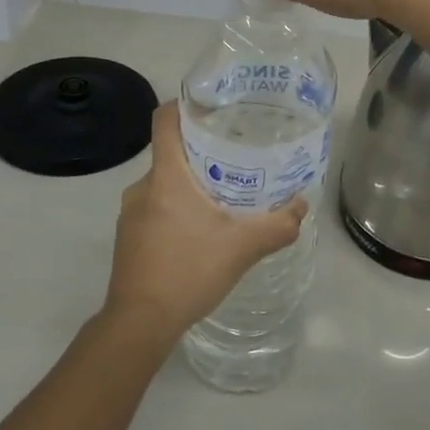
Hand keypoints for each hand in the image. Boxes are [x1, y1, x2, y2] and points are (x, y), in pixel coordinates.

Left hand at [104, 102, 308, 340]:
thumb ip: (277, 226)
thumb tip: (301, 207)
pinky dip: (177, 209)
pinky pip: (156, 208)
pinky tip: (202, 231)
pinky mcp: (128, 237)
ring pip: (164, 184)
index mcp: (165, 176)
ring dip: (191, 184)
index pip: (165, 120)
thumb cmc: (188, 271)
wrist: (139, 324)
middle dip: (202, 151)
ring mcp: (130, 214)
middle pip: (171, 152)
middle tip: (237, 157)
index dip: (186, 105)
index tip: (214, 107)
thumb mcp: (242, 248)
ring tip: (225, 195)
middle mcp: (142, 187)